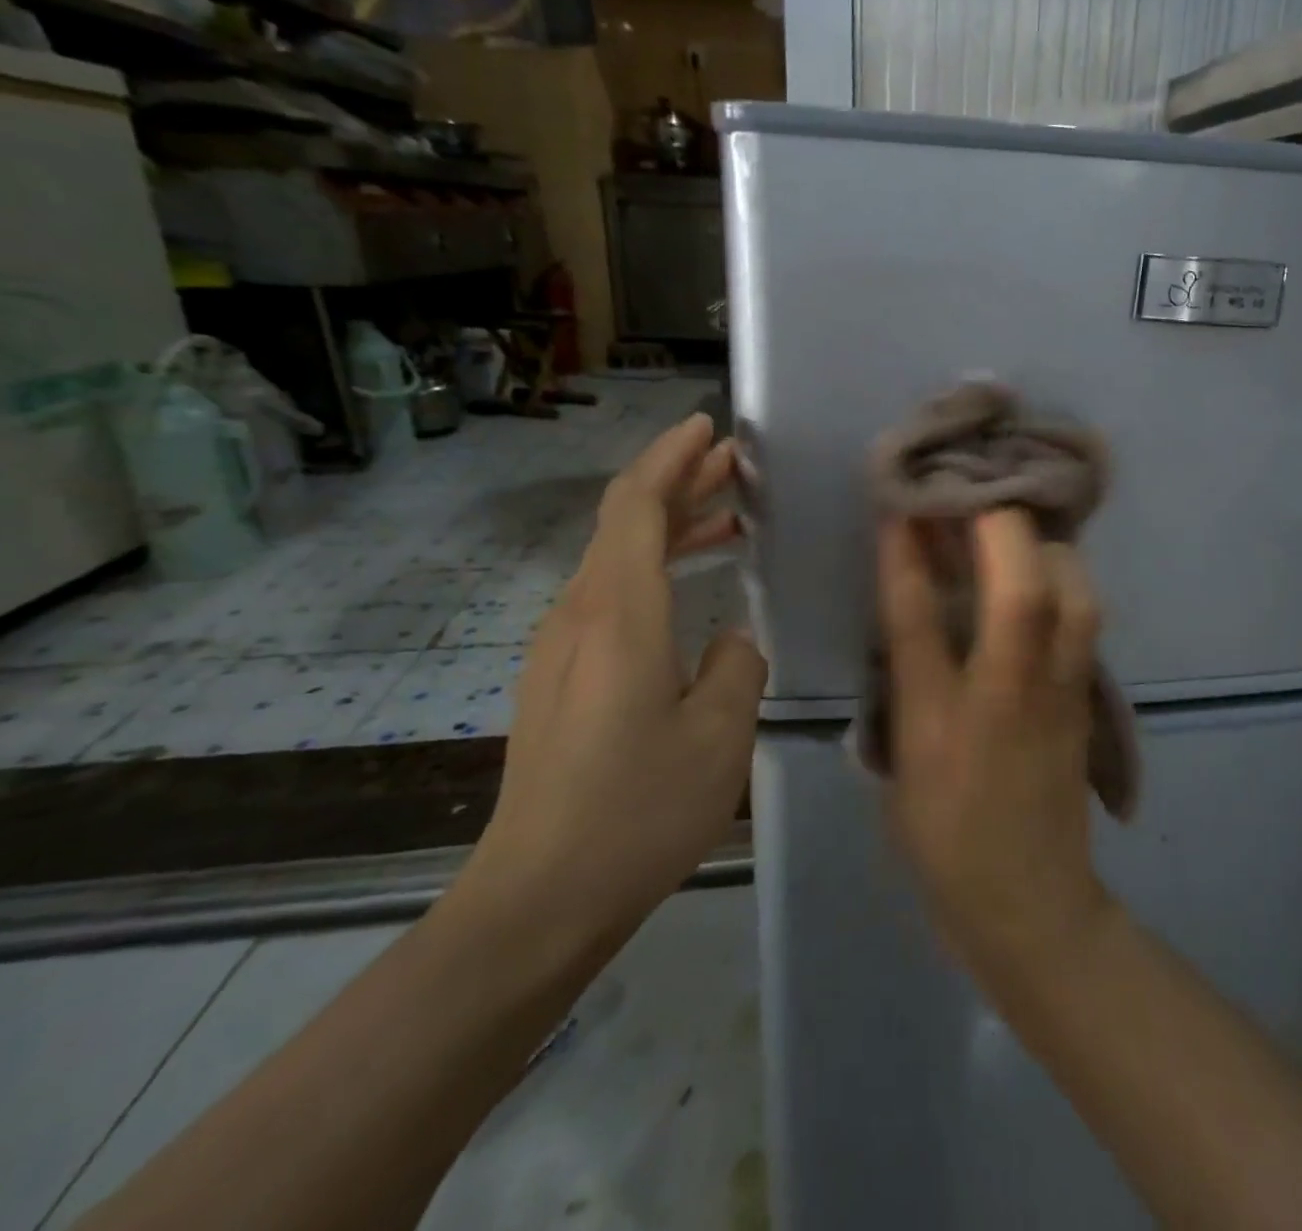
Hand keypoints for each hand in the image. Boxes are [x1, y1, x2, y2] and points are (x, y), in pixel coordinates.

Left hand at [466, 414, 766, 955]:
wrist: (538, 900)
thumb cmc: (637, 810)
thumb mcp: (719, 735)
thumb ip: (738, 666)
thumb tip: (732, 639)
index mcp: (618, 614)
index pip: (636, 504)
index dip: (671, 457)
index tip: (709, 428)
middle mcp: (579, 616)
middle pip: (624, 523)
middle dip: (678, 483)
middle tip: (736, 466)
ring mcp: (561, 649)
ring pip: (618, 561)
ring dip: (671, 529)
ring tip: (729, 521)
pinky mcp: (560, 681)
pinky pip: (611, 598)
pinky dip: (655, 572)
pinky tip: (692, 595)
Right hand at [877, 509, 1114, 983]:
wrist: (1029, 903)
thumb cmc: (944, 839)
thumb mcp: (901, 762)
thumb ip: (903, 683)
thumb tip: (909, 607)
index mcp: (940, 721)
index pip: (919, 619)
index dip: (907, 555)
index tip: (901, 506)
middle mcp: (1006, 697)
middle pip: (1022, 592)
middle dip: (998, 526)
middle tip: (973, 490)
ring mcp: (1059, 696)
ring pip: (1074, 598)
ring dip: (1044, 547)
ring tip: (1013, 527)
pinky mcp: (1087, 699)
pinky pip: (1085, 619)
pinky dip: (1066, 578)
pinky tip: (1045, 566)